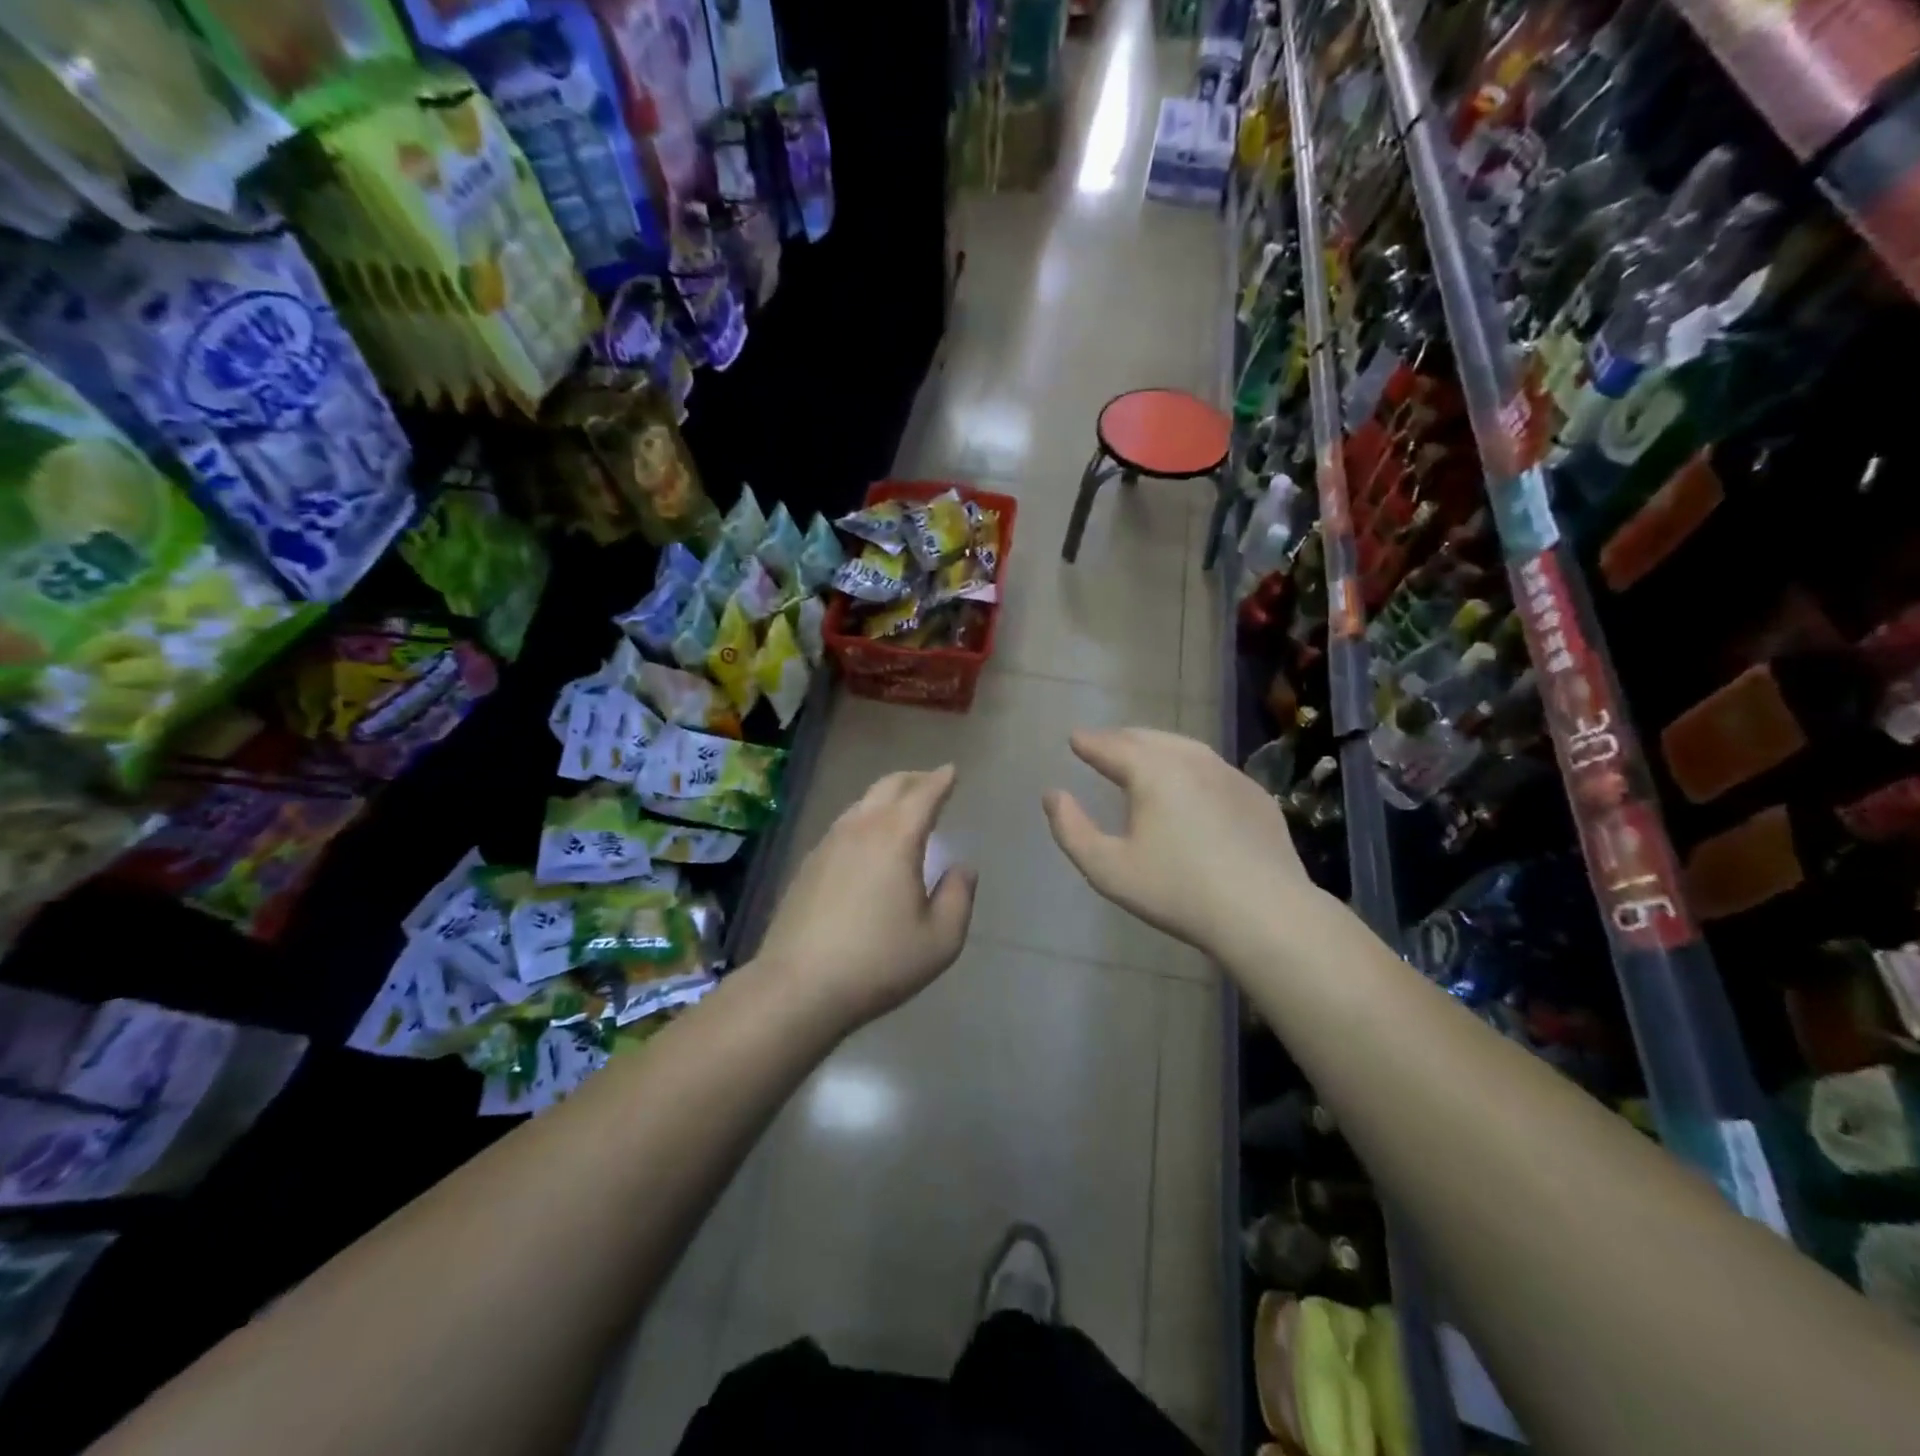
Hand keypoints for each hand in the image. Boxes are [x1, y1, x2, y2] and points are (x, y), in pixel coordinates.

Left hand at [757, 765, 976, 1029]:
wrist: (798, 987)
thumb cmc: (878, 963)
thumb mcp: (940, 940)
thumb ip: (959, 897)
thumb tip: (963, 867)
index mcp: (895, 839)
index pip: (923, 795)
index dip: (941, 780)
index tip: (952, 771)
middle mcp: (860, 830)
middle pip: (888, 787)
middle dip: (913, 779)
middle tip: (931, 781)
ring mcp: (827, 844)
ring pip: (861, 804)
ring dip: (886, 797)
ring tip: (901, 808)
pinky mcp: (807, 865)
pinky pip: (843, 826)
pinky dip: (864, 819)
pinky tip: (867, 841)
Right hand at [1043, 727, 1312, 958]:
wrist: (1264, 912)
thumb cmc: (1177, 891)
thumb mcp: (1108, 869)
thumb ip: (1072, 830)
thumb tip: (1053, 795)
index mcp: (1152, 771)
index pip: (1111, 746)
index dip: (1089, 742)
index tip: (1075, 738)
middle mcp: (1191, 760)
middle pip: (1148, 739)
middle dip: (1121, 739)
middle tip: (1103, 745)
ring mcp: (1229, 774)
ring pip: (1184, 747)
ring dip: (1156, 747)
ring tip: (1141, 756)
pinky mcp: (1255, 795)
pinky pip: (1212, 768)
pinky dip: (1189, 766)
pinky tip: (1188, 784)